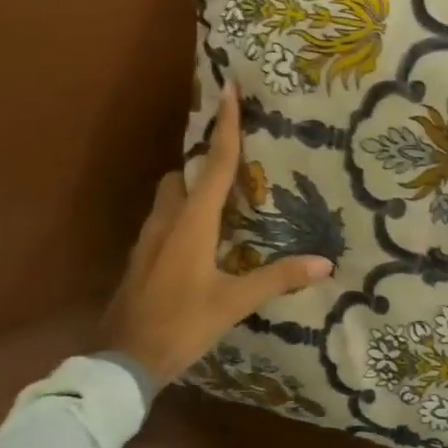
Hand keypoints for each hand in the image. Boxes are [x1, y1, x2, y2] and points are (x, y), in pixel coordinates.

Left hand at [99, 82, 333, 385]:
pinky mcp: (140, 259)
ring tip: (219, 208)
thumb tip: (325, 263)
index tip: (228, 88)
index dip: (226, 125)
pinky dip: (179, 219)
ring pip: (167, 199)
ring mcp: (148, 239)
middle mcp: (167, 220)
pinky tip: (197, 245)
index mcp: (192, 222)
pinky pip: (161, 223)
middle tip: (231, 171)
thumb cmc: (180, 324)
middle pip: (182, 176)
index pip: (216, 164)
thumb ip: (277, 279)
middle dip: (202, 165)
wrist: (122, 359)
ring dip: (188, 193)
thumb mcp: (232, 302)